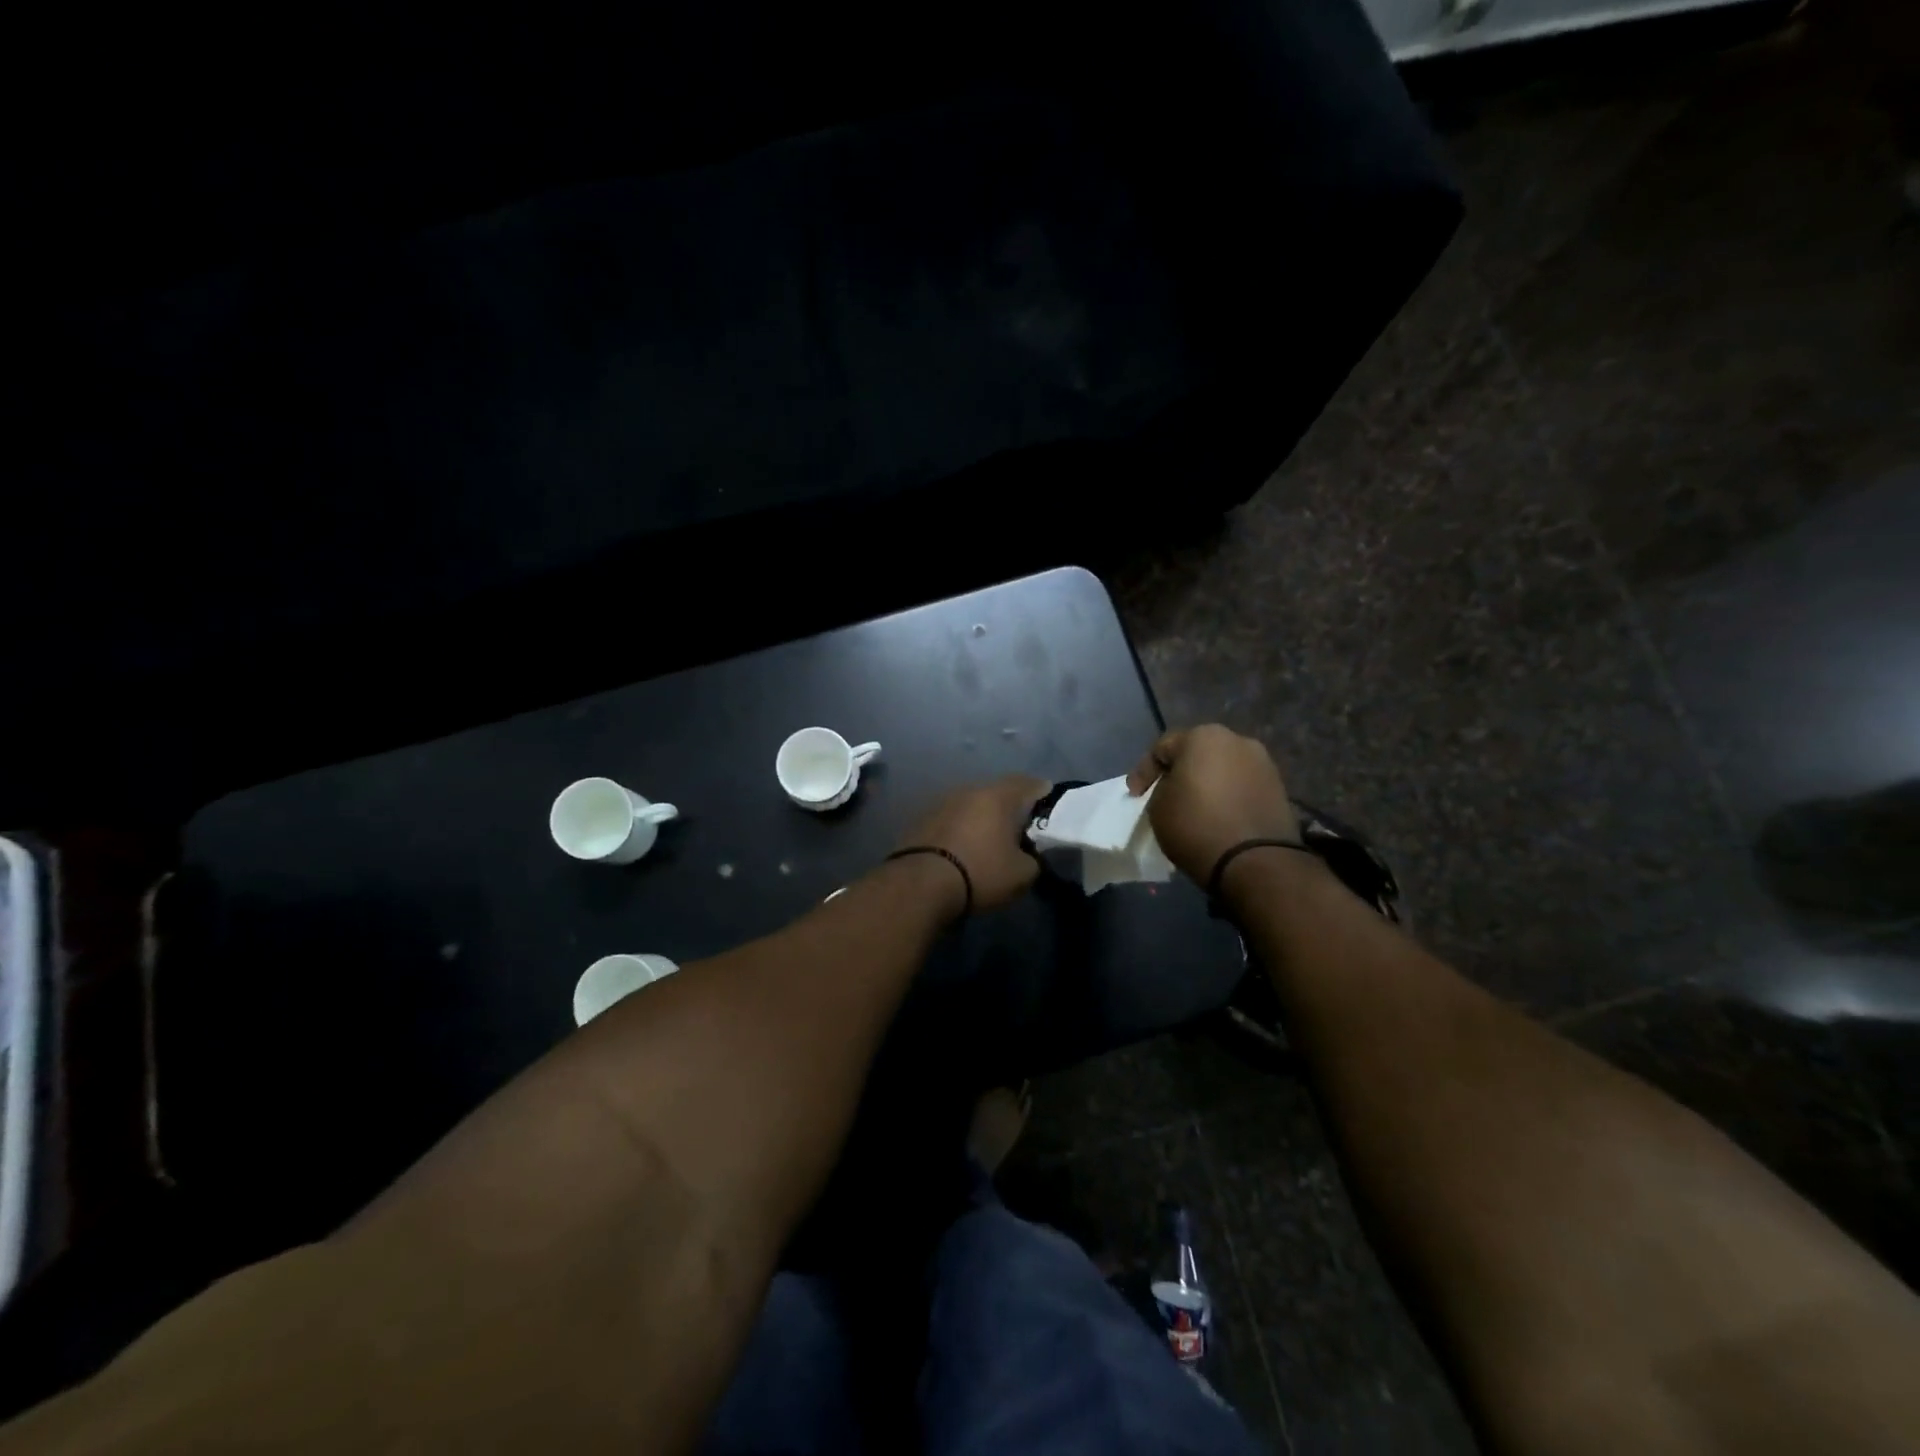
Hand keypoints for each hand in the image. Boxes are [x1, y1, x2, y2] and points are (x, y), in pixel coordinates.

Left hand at [895, 774, 1050, 913]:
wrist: (920, 884)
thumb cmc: (980, 873)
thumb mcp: (1022, 875)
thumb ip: (1033, 859)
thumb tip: (1028, 856)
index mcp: (998, 796)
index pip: (1028, 783)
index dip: (1042, 791)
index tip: (1049, 801)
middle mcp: (969, 790)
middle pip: (997, 791)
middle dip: (1010, 805)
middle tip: (1020, 824)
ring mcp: (941, 802)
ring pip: (971, 803)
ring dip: (982, 816)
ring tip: (990, 836)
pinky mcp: (921, 819)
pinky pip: (951, 818)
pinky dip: (961, 827)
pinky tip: (963, 845)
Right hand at [1126, 725, 1299, 885]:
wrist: (1256, 861)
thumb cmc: (1197, 826)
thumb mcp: (1158, 807)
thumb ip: (1162, 788)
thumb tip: (1176, 788)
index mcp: (1203, 737)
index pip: (1162, 748)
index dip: (1143, 772)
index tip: (1134, 795)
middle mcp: (1237, 740)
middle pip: (1197, 753)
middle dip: (1179, 772)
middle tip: (1164, 794)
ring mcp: (1263, 763)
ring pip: (1222, 769)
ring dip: (1206, 783)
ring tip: (1194, 806)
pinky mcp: (1279, 788)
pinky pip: (1241, 786)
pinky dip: (1227, 796)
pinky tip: (1217, 815)